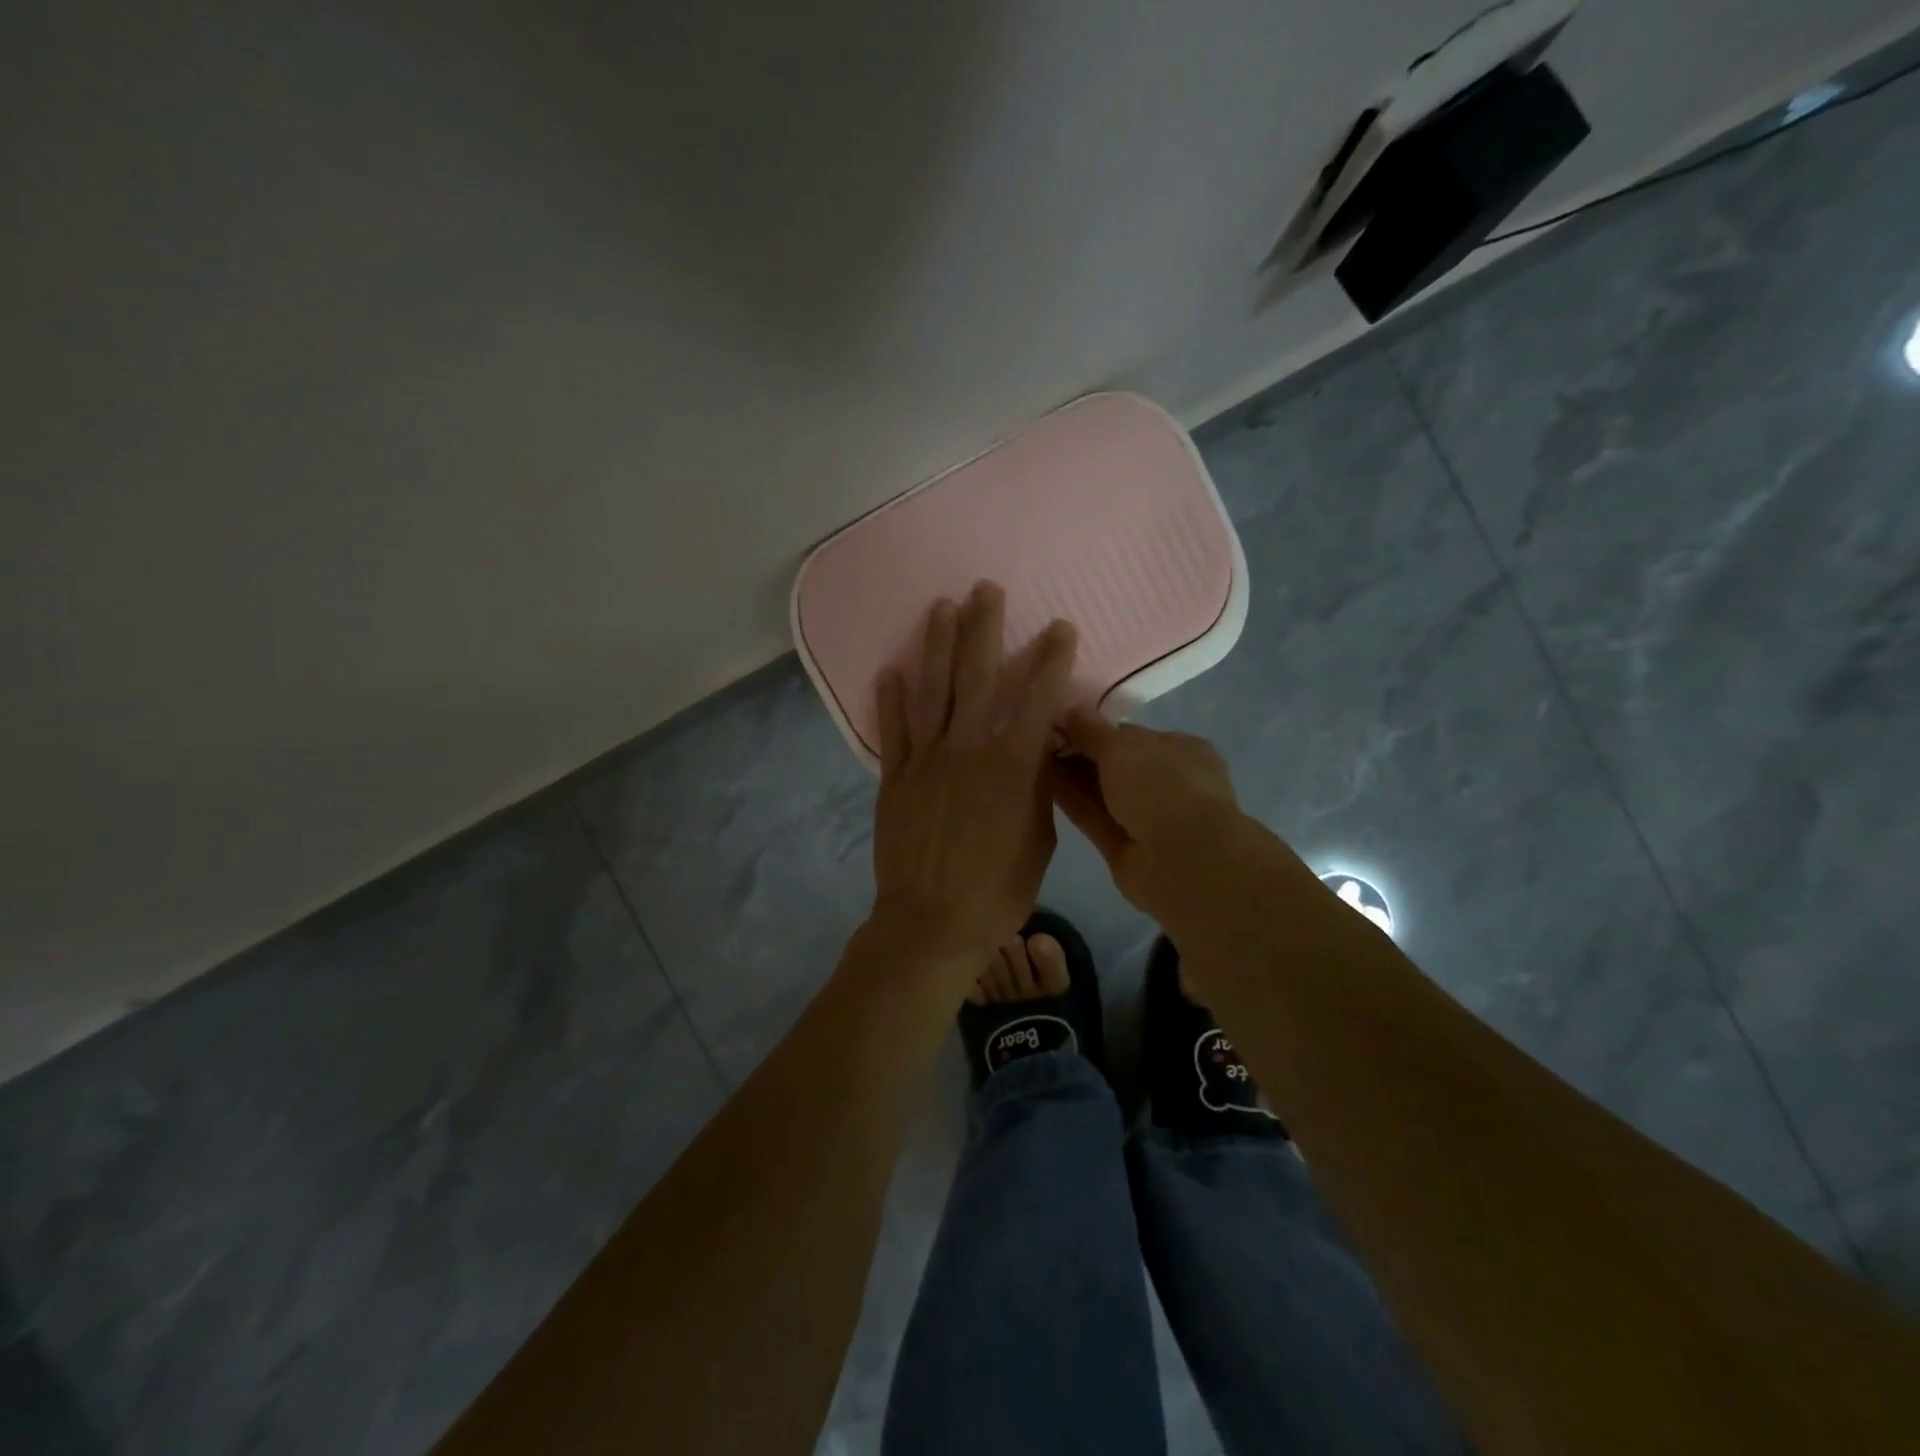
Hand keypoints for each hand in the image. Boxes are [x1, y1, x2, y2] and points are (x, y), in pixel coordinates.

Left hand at [870, 581, 1077, 978]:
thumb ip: (1039, 787)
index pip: (1036, 699)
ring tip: (940, 607)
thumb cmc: (998, 889)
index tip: (1059, 627)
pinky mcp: (895, 778)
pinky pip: (892, 731)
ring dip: (935, 646)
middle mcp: (966, 750)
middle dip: (983, 629)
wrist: (932, 923)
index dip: (1050, 660)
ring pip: (931, 691)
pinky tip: (889, 670)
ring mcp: (925, 761)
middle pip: (976, 677)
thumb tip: (1039, 750)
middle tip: (985, 589)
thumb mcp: (1040, 839)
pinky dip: (889, 699)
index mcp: (1011, 766)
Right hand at [1050, 711, 1244, 918]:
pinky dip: (1070, 801)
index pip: (1132, 735)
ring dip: (1071, 777)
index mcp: (1180, 750)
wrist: (1182, 860)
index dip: (1096, 730)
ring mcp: (1146, 817)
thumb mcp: (1122, 746)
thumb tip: (1069, 709)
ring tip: (1031, 758)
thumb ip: (1091, 729)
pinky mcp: (1123, 846)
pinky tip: (1040, 784)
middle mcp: (1166, 782)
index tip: (1060, 724)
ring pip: (1101, 792)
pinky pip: (1093, 817)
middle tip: (1039, 741)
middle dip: (1080, 753)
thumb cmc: (1162, 787)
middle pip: (1114, 764)